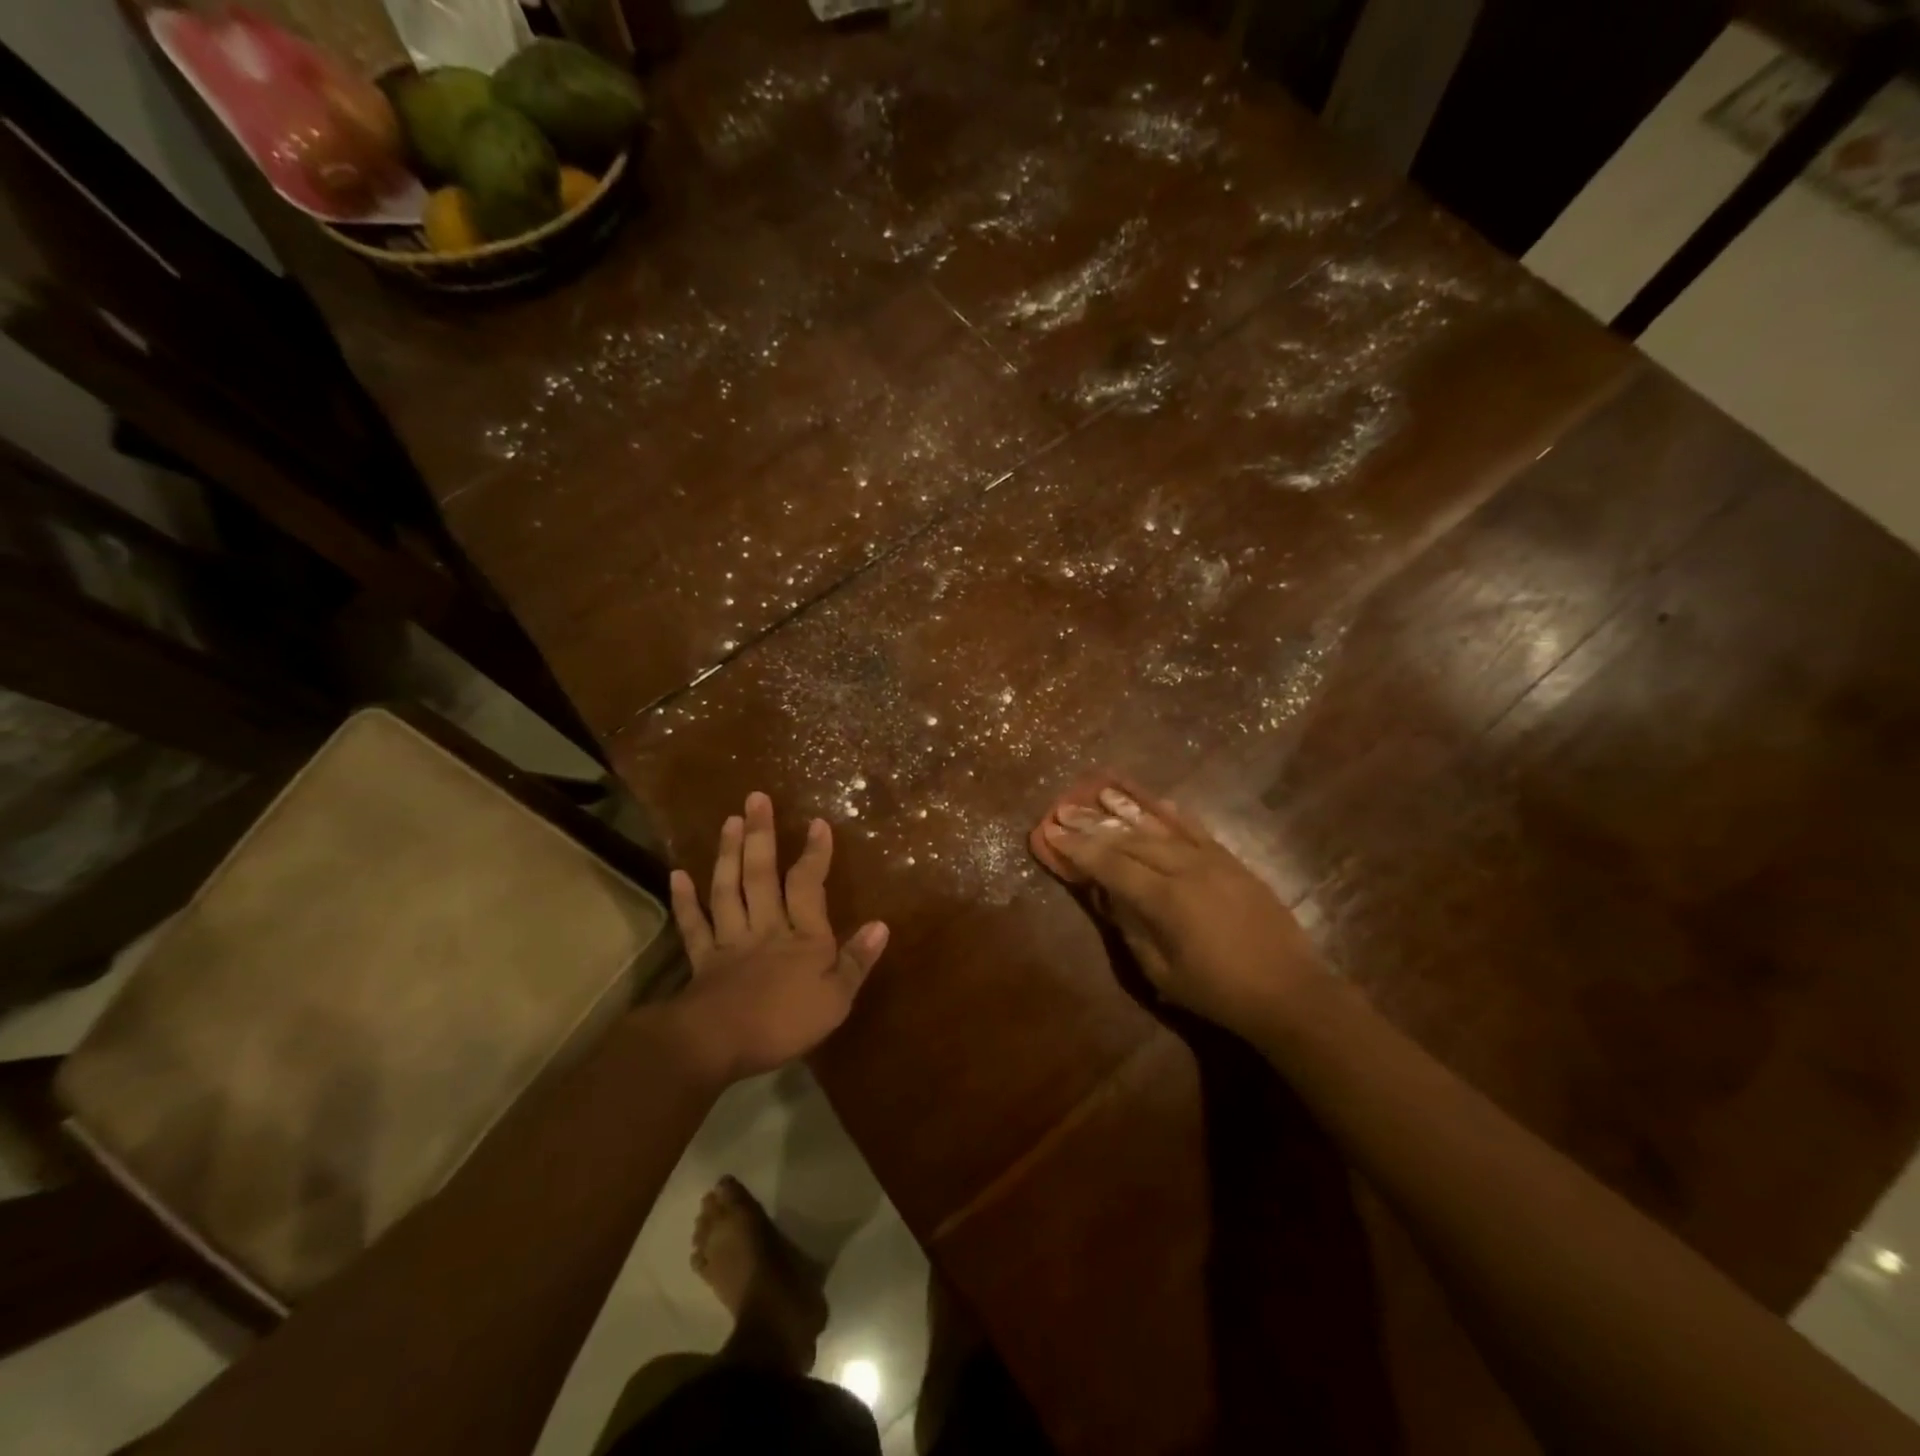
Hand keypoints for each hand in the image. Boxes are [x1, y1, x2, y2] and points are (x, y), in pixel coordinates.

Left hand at [666, 791, 888, 1083]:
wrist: (717, 1044)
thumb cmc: (784, 1023)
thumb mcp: (836, 999)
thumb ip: (857, 961)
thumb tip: (881, 924)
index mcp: (802, 937)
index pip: (808, 886)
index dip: (814, 854)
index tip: (817, 823)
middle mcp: (765, 928)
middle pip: (761, 876)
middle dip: (760, 836)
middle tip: (755, 799)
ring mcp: (730, 941)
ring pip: (728, 890)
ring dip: (728, 855)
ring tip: (729, 821)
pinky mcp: (703, 960)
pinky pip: (694, 926)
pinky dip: (685, 901)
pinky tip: (678, 875)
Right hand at [1042, 785, 1324, 1040]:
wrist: (1290, 991)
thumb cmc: (1219, 992)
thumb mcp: (1163, 972)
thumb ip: (1132, 929)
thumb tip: (1108, 896)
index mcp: (1166, 900)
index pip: (1111, 865)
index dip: (1078, 848)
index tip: (1052, 831)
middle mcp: (1187, 869)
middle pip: (1131, 839)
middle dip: (1094, 824)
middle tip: (1065, 809)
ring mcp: (1213, 861)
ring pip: (1162, 827)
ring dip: (1129, 810)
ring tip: (1102, 792)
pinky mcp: (1233, 861)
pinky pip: (1196, 829)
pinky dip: (1172, 814)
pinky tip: (1156, 801)